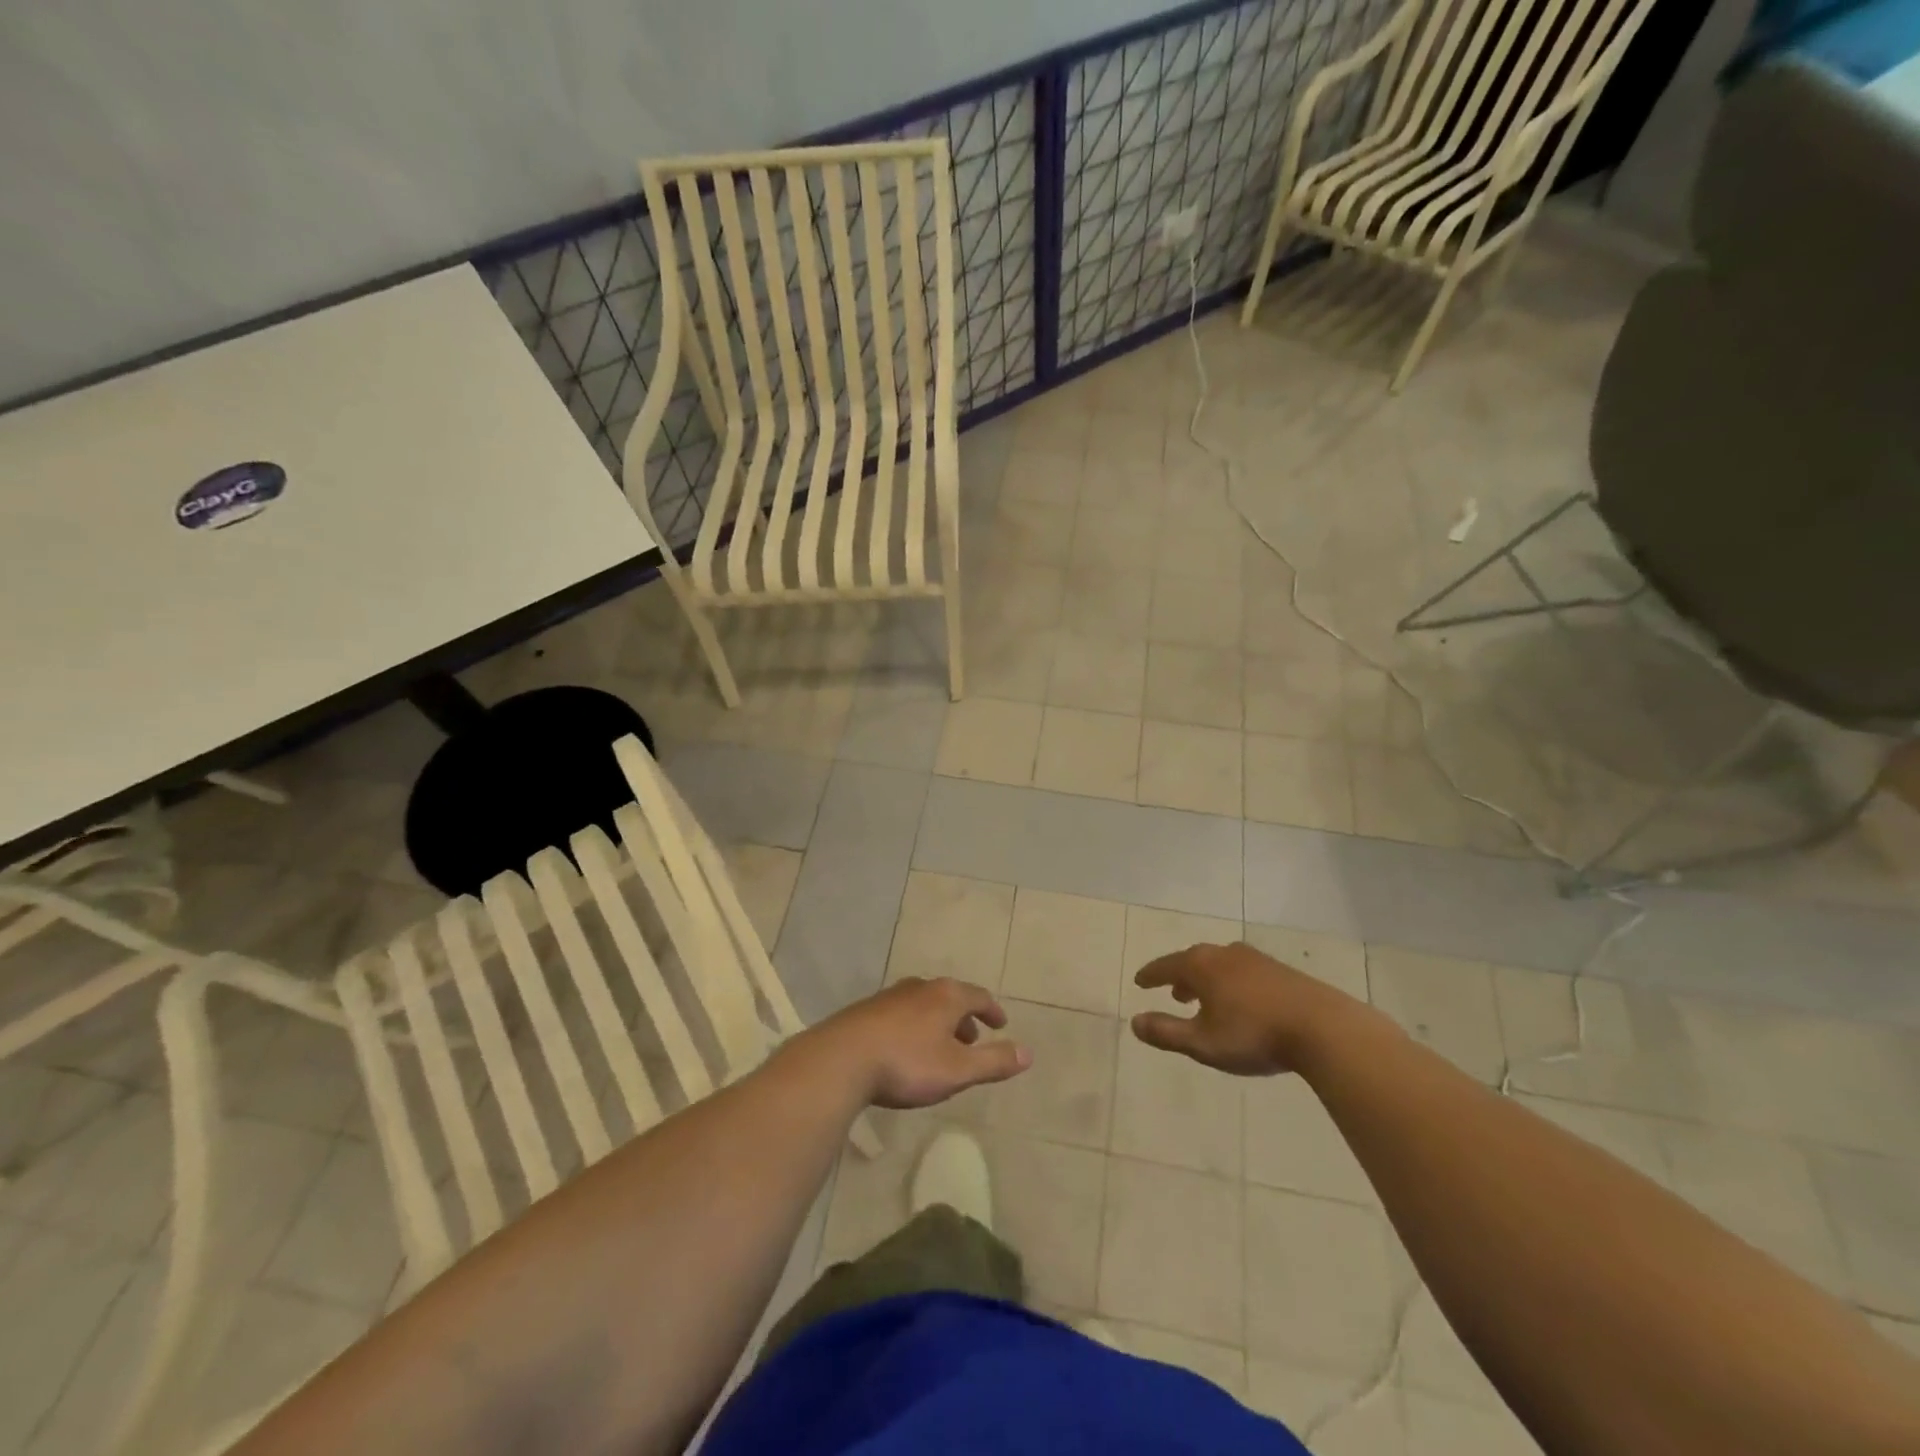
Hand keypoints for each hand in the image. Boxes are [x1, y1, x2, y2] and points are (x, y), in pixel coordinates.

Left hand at [807, 977, 1031, 1108]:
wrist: (842, 1059)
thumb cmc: (907, 1063)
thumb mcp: (958, 1070)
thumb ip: (993, 1061)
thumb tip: (1028, 1053)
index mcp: (946, 996)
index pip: (978, 996)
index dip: (992, 1011)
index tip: (1001, 1024)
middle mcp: (920, 987)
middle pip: (950, 997)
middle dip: (964, 1017)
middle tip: (972, 1039)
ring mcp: (890, 996)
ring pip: (924, 1004)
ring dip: (938, 1022)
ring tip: (940, 1046)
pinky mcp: (867, 1011)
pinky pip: (901, 1014)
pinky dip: (914, 1026)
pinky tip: (906, 1049)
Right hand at [1131, 941, 1361, 1075]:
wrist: (1322, 1028)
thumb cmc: (1254, 1035)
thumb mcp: (1203, 1042)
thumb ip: (1166, 1033)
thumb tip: (1134, 1023)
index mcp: (1201, 966)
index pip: (1166, 966)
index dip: (1150, 975)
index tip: (1139, 981)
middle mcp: (1224, 954)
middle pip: (1194, 960)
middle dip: (1180, 976)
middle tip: (1172, 992)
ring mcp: (1255, 960)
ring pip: (1220, 965)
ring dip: (1207, 979)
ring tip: (1204, 997)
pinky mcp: (1280, 971)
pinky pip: (1243, 971)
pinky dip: (1230, 982)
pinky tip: (1240, 1001)